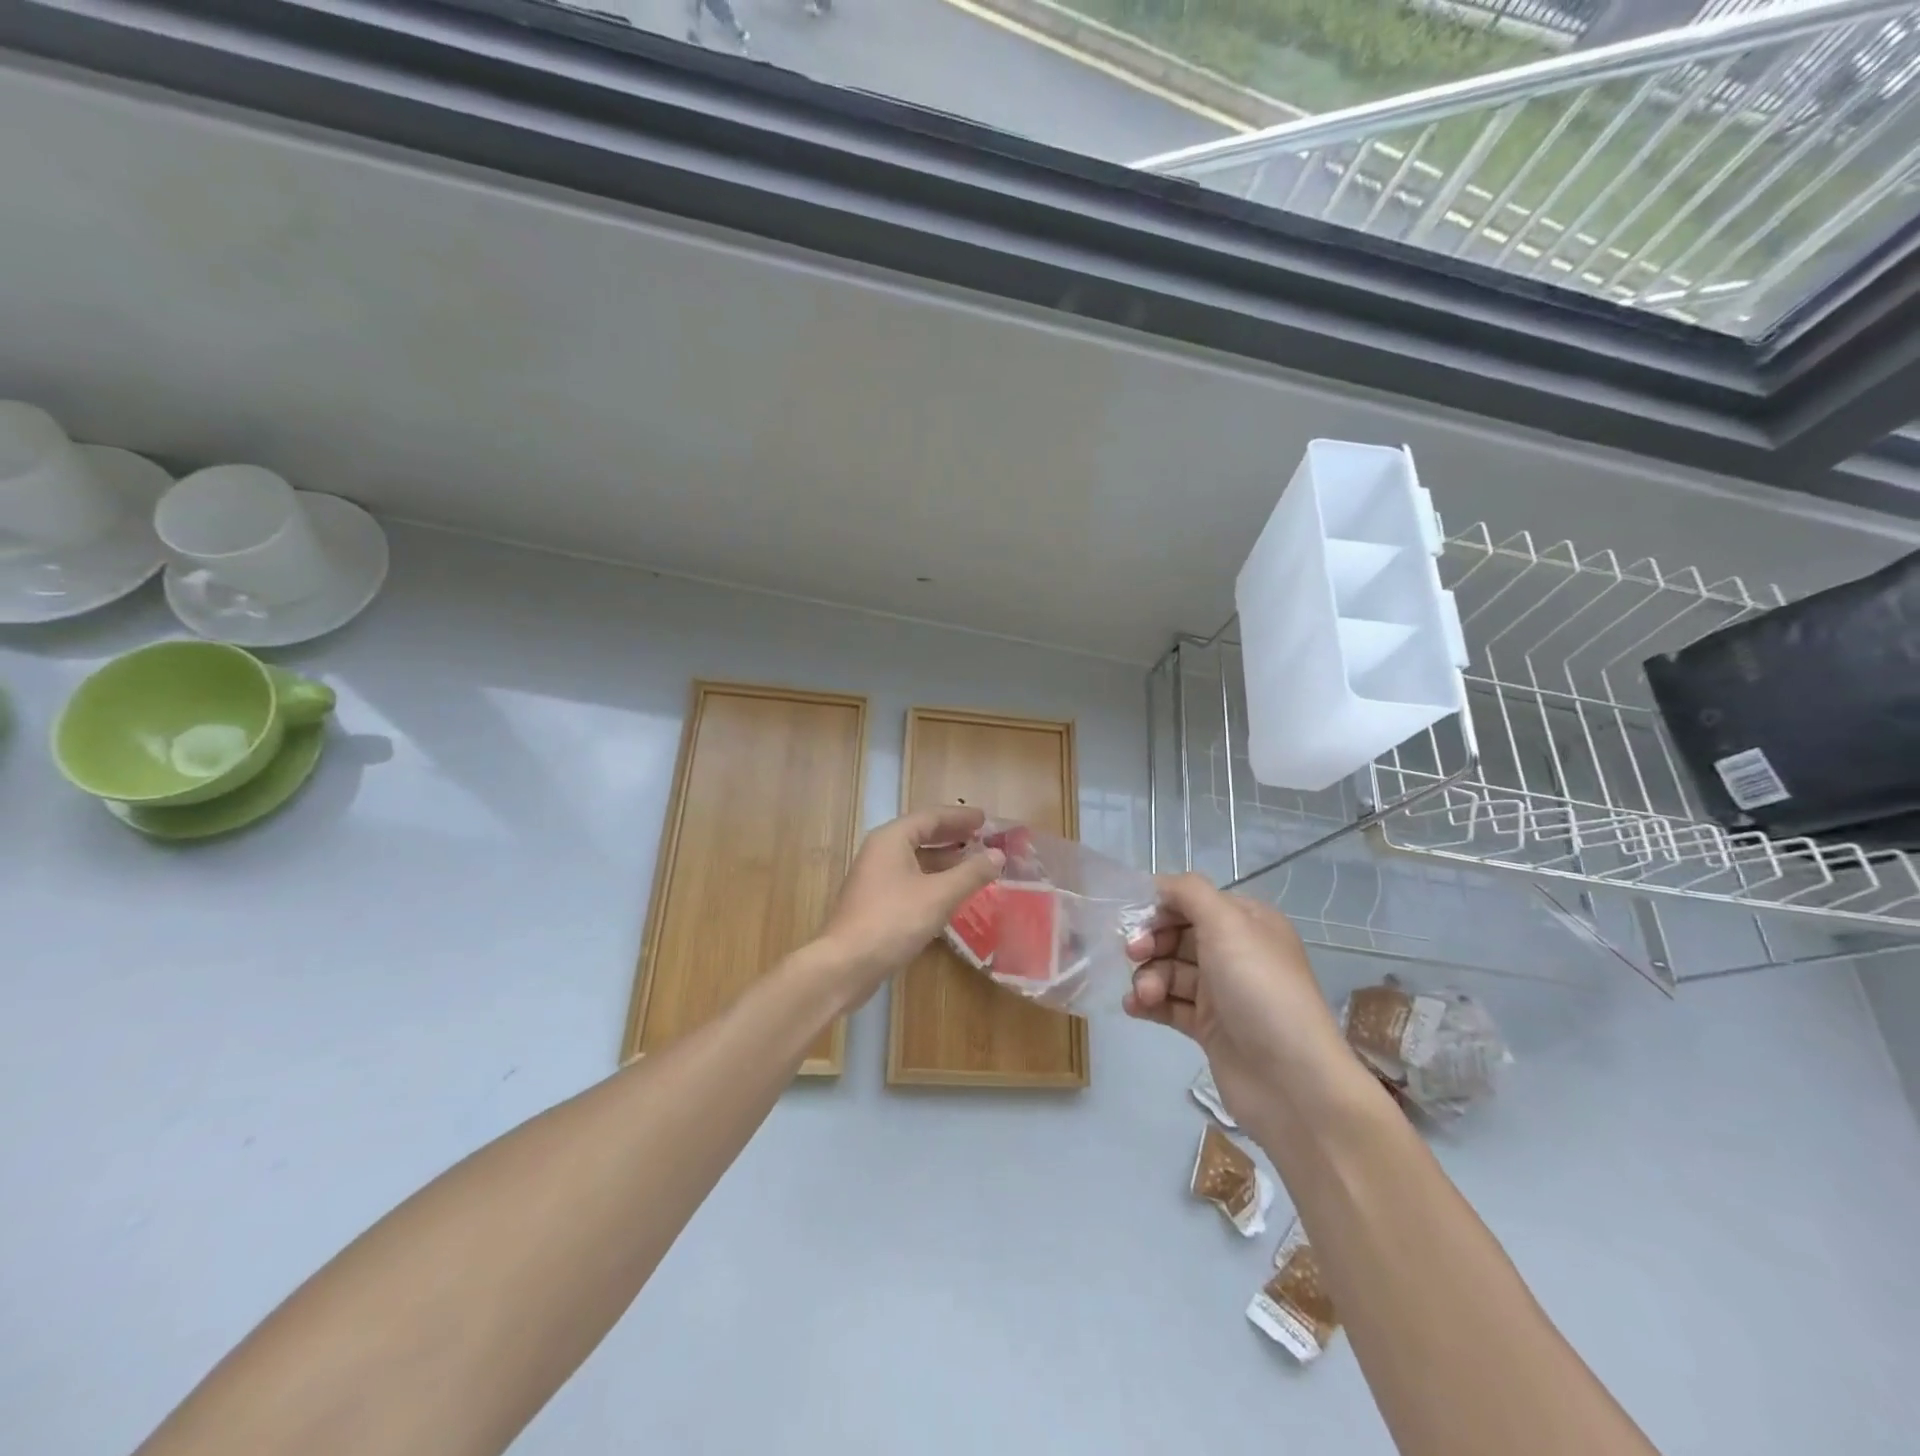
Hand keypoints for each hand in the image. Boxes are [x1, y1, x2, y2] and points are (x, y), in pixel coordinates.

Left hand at [812, 806, 1004, 1001]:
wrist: (845, 964)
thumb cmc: (893, 920)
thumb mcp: (939, 895)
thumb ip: (971, 873)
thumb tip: (998, 855)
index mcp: (892, 839)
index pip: (931, 817)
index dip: (960, 817)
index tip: (985, 819)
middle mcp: (880, 852)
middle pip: (921, 835)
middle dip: (953, 836)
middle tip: (983, 839)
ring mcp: (875, 877)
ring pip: (915, 859)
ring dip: (944, 860)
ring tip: (974, 864)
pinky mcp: (875, 902)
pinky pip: (910, 879)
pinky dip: (933, 879)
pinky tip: (951, 893)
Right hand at [1125, 874, 1358, 1133]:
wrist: (1292, 1083)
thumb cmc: (1259, 990)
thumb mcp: (1228, 924)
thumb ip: (1189, 893)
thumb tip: (1159, 884)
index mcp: (1248, 922)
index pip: (1193, 900)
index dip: (1160, 907)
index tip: (1135, 920)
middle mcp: (1236, 952)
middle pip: (1177, 935)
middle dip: (1151, 942)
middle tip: (1133, 954)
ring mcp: (1223, 993)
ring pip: (1170, 971)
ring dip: (1148, 977)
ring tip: (1144, 995)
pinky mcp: (1210, 1029)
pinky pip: (1170, 1005)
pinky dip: (1149, 1003)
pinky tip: (1135, 1008)